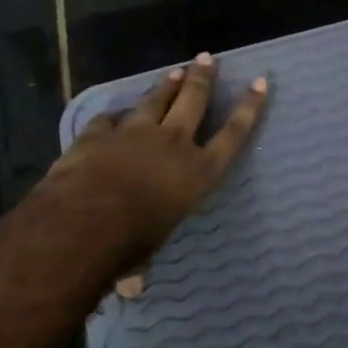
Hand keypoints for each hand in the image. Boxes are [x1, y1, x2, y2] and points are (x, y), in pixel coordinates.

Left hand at [47, 53, 269, 264]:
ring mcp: (135, 132)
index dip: (249, 108)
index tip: (261, 83)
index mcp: (198, 172)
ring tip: (175, 70)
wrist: (86, 217)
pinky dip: (115, 115)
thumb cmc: (130, 241)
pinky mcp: (101, 132)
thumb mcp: (147, 252)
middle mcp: (173, 143)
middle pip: (194, 101)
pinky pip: (111, 118)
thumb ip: (141, 263)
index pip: (232, 135)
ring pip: (156, 99)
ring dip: (167, 84)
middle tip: (208, 58)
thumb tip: (131, 288)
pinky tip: (115, 113)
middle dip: (204, 78)